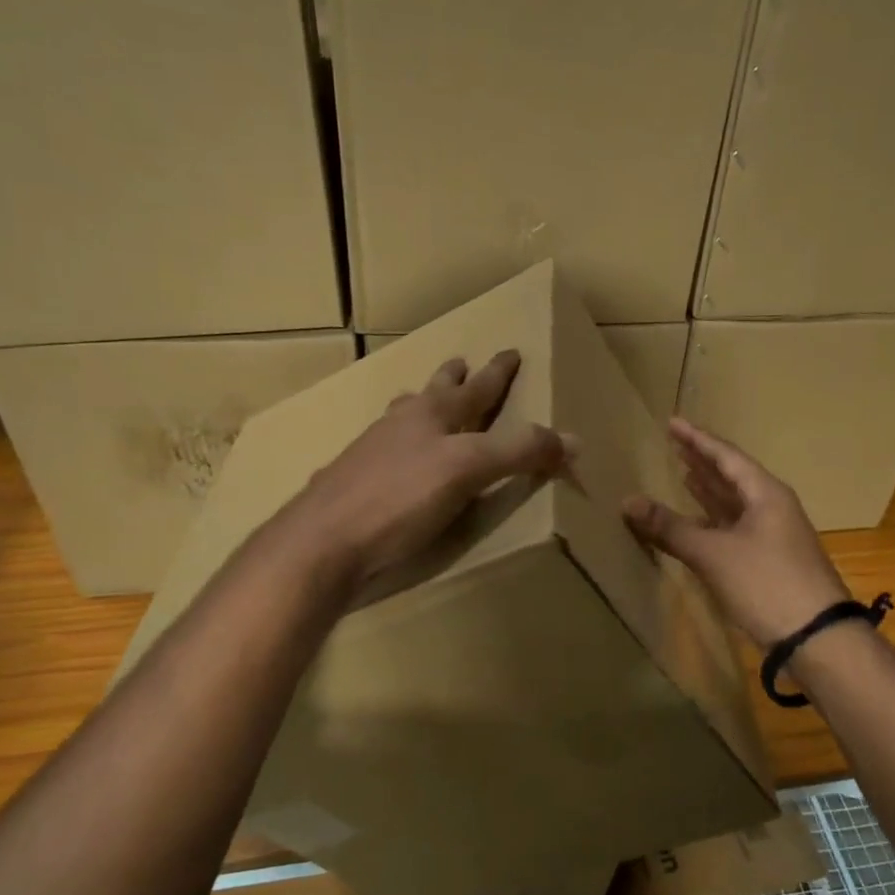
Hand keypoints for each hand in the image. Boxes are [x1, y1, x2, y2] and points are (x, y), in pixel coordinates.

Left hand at [283, 351, 571, 591]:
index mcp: (431, 416)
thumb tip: (573, 440)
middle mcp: (400, 425)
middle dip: (451, 379)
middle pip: (432, 393)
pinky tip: (388, 456)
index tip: (511, 352)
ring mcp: (370, 452)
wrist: (321, 543)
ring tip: (420, 400)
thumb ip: (518, 453)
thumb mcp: (467, 471)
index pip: (476, 388)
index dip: (497, 372)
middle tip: (460, 363)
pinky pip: (381, 449)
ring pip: (400, 416)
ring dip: (417, 404)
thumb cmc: (398, 499)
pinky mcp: (353, 483)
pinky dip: (395, 443)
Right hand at [624, 418, 848, 646]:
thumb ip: (670, 528)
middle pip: (732, 476)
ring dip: (709, 490)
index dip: (697, 439)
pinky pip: (734, 527)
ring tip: (683, 473)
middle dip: (702, 460)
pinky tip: (697, 522)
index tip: (673, 423)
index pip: (726, 456)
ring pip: (734, 503)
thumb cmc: (766, 583)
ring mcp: (772, 535)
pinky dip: (713, 520)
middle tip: (674, 444)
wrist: (815, 637)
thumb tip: (627, 502)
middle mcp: (771, 507)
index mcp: (765, 494)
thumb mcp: (713, 553)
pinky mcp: (768, 560)